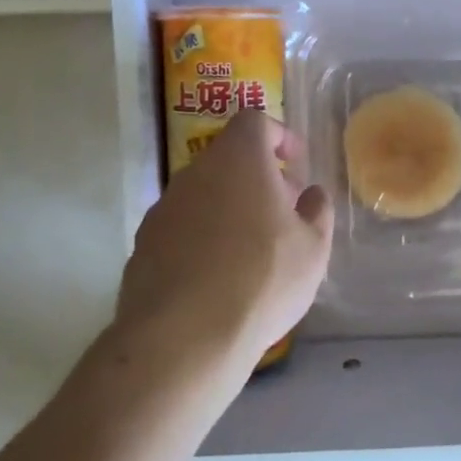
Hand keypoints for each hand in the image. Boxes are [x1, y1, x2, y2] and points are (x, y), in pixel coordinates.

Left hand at [110, 112, 333, 393]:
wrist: (184, 338)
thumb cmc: (262, 280)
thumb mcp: (314, 247)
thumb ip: (317, 211)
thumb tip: (310, 194)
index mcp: (238, 161)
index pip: (254, 121)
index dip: (279, 135)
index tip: (295, 163)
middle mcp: (194, 174)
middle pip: (227, 159)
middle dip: (258, 178)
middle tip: (283, 212)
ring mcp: (163, 210)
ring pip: (203, 195)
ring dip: (229, 209)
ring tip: (253, 251)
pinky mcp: (143, 246)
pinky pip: (182, 229)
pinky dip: (203, 239)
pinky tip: (219, 278)